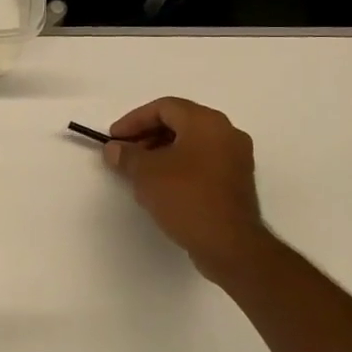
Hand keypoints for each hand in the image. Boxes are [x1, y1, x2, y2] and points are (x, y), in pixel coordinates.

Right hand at [102, 97, 274, 285]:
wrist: (229, 243)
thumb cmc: (185, 197)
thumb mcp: (145, 173)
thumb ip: (126, 155)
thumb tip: (114, 149)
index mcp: (206, 122)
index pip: (164, 107)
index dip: (134, 120)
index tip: (114, 139)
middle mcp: (226, 132)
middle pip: (180, 122)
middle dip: (147, 135)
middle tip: (125, 153)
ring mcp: (236, 157)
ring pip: (192, 142)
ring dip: (162, 150)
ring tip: (139, 171)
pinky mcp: (236, 180)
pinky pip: (203, 161)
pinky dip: (180, 165)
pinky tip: (162, 185)